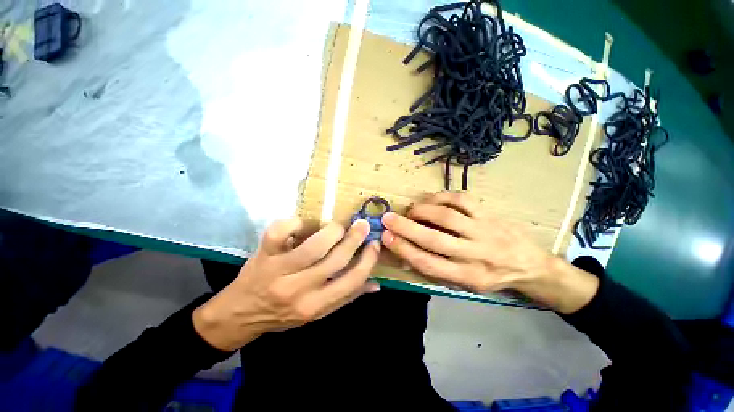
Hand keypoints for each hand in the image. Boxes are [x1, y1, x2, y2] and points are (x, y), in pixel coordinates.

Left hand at [193, 218, 379, 350]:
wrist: (239, 314)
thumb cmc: (282, 314)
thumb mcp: (317, 313)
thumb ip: (346, 296)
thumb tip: (375, 284)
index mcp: (315, 306)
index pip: (351, 281)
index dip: (368, 260)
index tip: (374, 245)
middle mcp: (298, 290)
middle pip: (335, 260)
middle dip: (354, 238)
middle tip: (362, 225)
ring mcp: (278, 271)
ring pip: (314, 245)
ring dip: (332, 230)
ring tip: (338, 225)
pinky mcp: (263, 255)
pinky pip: (281, 231)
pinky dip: (296, 222)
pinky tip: (304, 223)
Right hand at [381, 192, 598, 313]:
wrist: (530, 265)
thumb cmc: (491, 276)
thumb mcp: (465, 284)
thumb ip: (436, 268)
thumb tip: (406, 252)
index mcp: (468, 277)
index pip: (428, 263)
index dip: (404, 249)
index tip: (386, 237)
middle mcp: (476, 254)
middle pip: (434, 239)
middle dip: (406, 227)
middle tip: (388, 218)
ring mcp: (484, 231)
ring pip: (447, 217)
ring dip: (422, 211)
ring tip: (411, 211)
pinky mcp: (489, 214)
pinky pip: (461, 200)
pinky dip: (440, 198)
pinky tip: (430, 200)